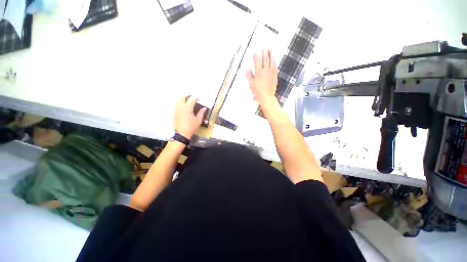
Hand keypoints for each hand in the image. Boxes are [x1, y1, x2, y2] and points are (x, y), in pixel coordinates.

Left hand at [174, 96, 206, 138]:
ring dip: (183, 99)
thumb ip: (201, 113)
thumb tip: (204, 108)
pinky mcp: (174, 113)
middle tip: (192, 96)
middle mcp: (181, 106)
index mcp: (187, 107)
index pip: (192, 99)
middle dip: (187, 95)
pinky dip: (181, 103)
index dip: (196, 97)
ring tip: (188, 101)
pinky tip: (185, 107)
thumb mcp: (198, 120)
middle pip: (182, 96)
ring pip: (179, 100)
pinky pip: (177, 105)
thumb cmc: (191, 127)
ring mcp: (176, 109)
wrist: (181, 134)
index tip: (199, 98)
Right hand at [246, 49, 277, 106]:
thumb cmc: (258, 92)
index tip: (255, 53)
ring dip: (271, 55)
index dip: (256, 57)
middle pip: (265, 60)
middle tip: (264, 48)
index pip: (257, 62)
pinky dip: (274, 62)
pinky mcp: (275, 76)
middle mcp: (266, 71)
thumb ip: (249, 76)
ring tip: (270, 51)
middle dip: (264, 53)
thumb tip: (248, 69)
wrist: (267, 97)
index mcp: (259, 73)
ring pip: (272, 62)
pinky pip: (275, 67)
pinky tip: (274, 61)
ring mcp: (271, 73)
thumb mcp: (251, 84)